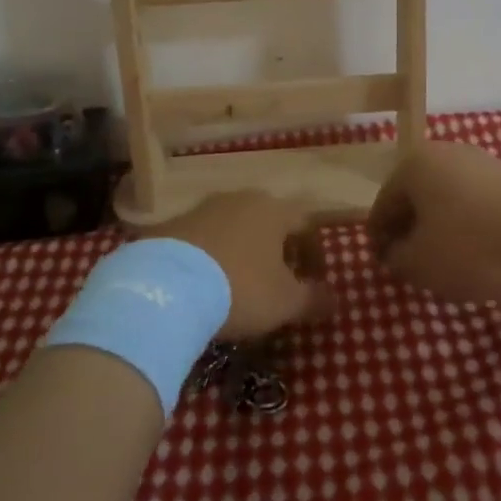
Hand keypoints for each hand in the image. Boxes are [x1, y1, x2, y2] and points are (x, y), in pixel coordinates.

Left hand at [137, 191, 333, 340]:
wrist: (166, 287)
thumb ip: (313, 299)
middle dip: (277, 250)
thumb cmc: (240, 288)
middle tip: (277, 283)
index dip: (315, 253)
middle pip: (268, 221)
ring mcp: (202, 208)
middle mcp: (240, 198)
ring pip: (233, 227)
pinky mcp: (172, 224)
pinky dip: (210, 258)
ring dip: (242, 252)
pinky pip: (202, 239)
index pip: (306, 223)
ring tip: (237, 286)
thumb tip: (334, 299)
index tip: (313, 283)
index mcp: (273, 209)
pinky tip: (204, 286)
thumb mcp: (285, 302)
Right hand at [367, 141, 500, 303]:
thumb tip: (395, 253)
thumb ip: (396, 257)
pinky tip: (476, 252)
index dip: (379, 236)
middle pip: (417, 195)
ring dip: (441, 226)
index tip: (382, 262)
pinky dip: (468, 225)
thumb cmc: (466, 245)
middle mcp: (445, 152)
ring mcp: (481, 163)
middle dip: (411, 228)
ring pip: (448, 198)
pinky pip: (475, 204)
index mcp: (414, 163)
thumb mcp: (417, 262)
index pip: (385, 202)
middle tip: (409, 261)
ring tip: (444, 260)